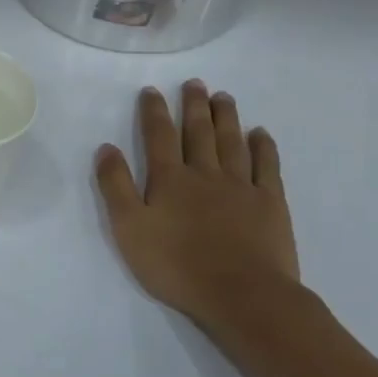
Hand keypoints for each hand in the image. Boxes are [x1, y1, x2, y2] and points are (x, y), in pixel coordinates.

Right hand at [95, 81, 299, 333]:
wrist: (240, 293)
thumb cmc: (175, 265)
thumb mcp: (129, 228)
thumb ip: (116, 186)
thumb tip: (107, 148)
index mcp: (169, 180)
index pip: (158, 136)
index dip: (153, 112)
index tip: (152, 90)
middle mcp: (205, 174)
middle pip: (199, 132)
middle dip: (193, 106)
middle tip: (194, 83)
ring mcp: (242, 186)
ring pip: (232, 142)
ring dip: (226, 117)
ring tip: (223, 97)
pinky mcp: (270, 203)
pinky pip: (267, 166)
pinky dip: (263, 147)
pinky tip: (260, 134)